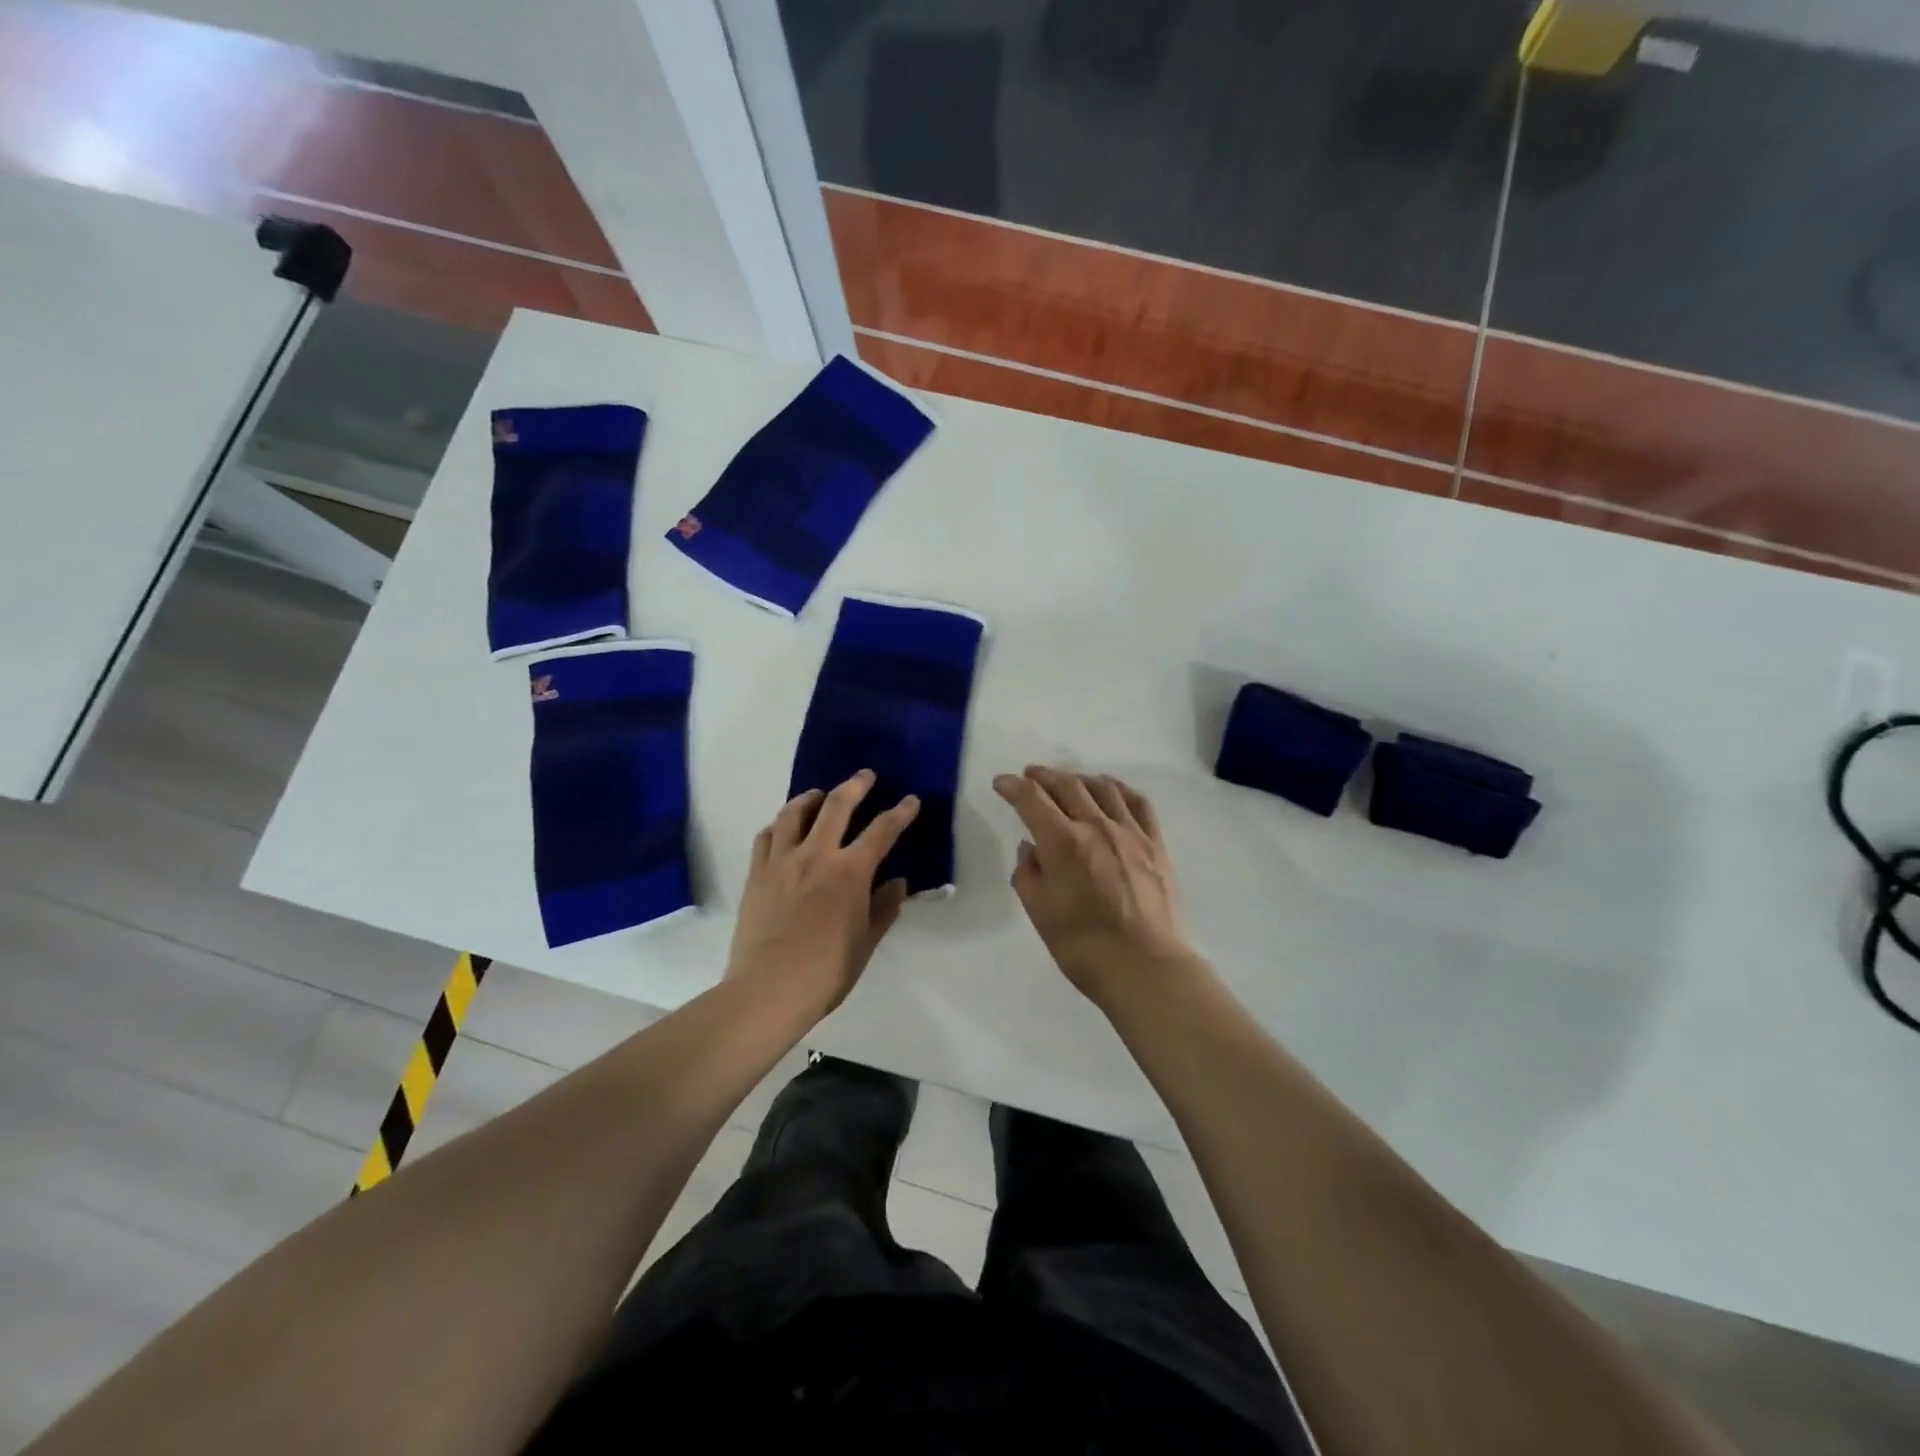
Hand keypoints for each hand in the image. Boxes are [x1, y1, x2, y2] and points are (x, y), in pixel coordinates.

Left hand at [727, 769, 918, 1017]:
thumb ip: (883, 908)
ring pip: (794, 813)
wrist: (768, 989)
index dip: (900, 813)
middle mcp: (816, 855)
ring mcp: (782, 861)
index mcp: (850, 872)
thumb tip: (898, 884)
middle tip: (865, 775)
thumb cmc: (826, 972)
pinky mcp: (757, 874)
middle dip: (855, 786)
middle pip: (836, 806)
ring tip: (819, 794)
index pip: (881, 831)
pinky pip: (766, 836)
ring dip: (810, 797)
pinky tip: (784, 827)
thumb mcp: (865, 943)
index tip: (910, 800)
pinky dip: (779, 824)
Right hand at [992, 766, 1199, 1008]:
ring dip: (1079, 777)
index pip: (1032, 799)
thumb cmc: (1083, 946)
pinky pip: (1138, 803)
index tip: (1002, 783)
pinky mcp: (1155, 844)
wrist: (1145, 968)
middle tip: (1031, 774)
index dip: (1013, 786)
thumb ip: (1029, 874)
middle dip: (1044, 776)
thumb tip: (1031, 849)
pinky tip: (1111, 789)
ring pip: (1102, 788)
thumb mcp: (1040, 913)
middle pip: (1067, 785)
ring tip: (1068, 780)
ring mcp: (1130, 832)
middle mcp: (1096, 826)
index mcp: (1062, 842)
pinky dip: (1119, 788)